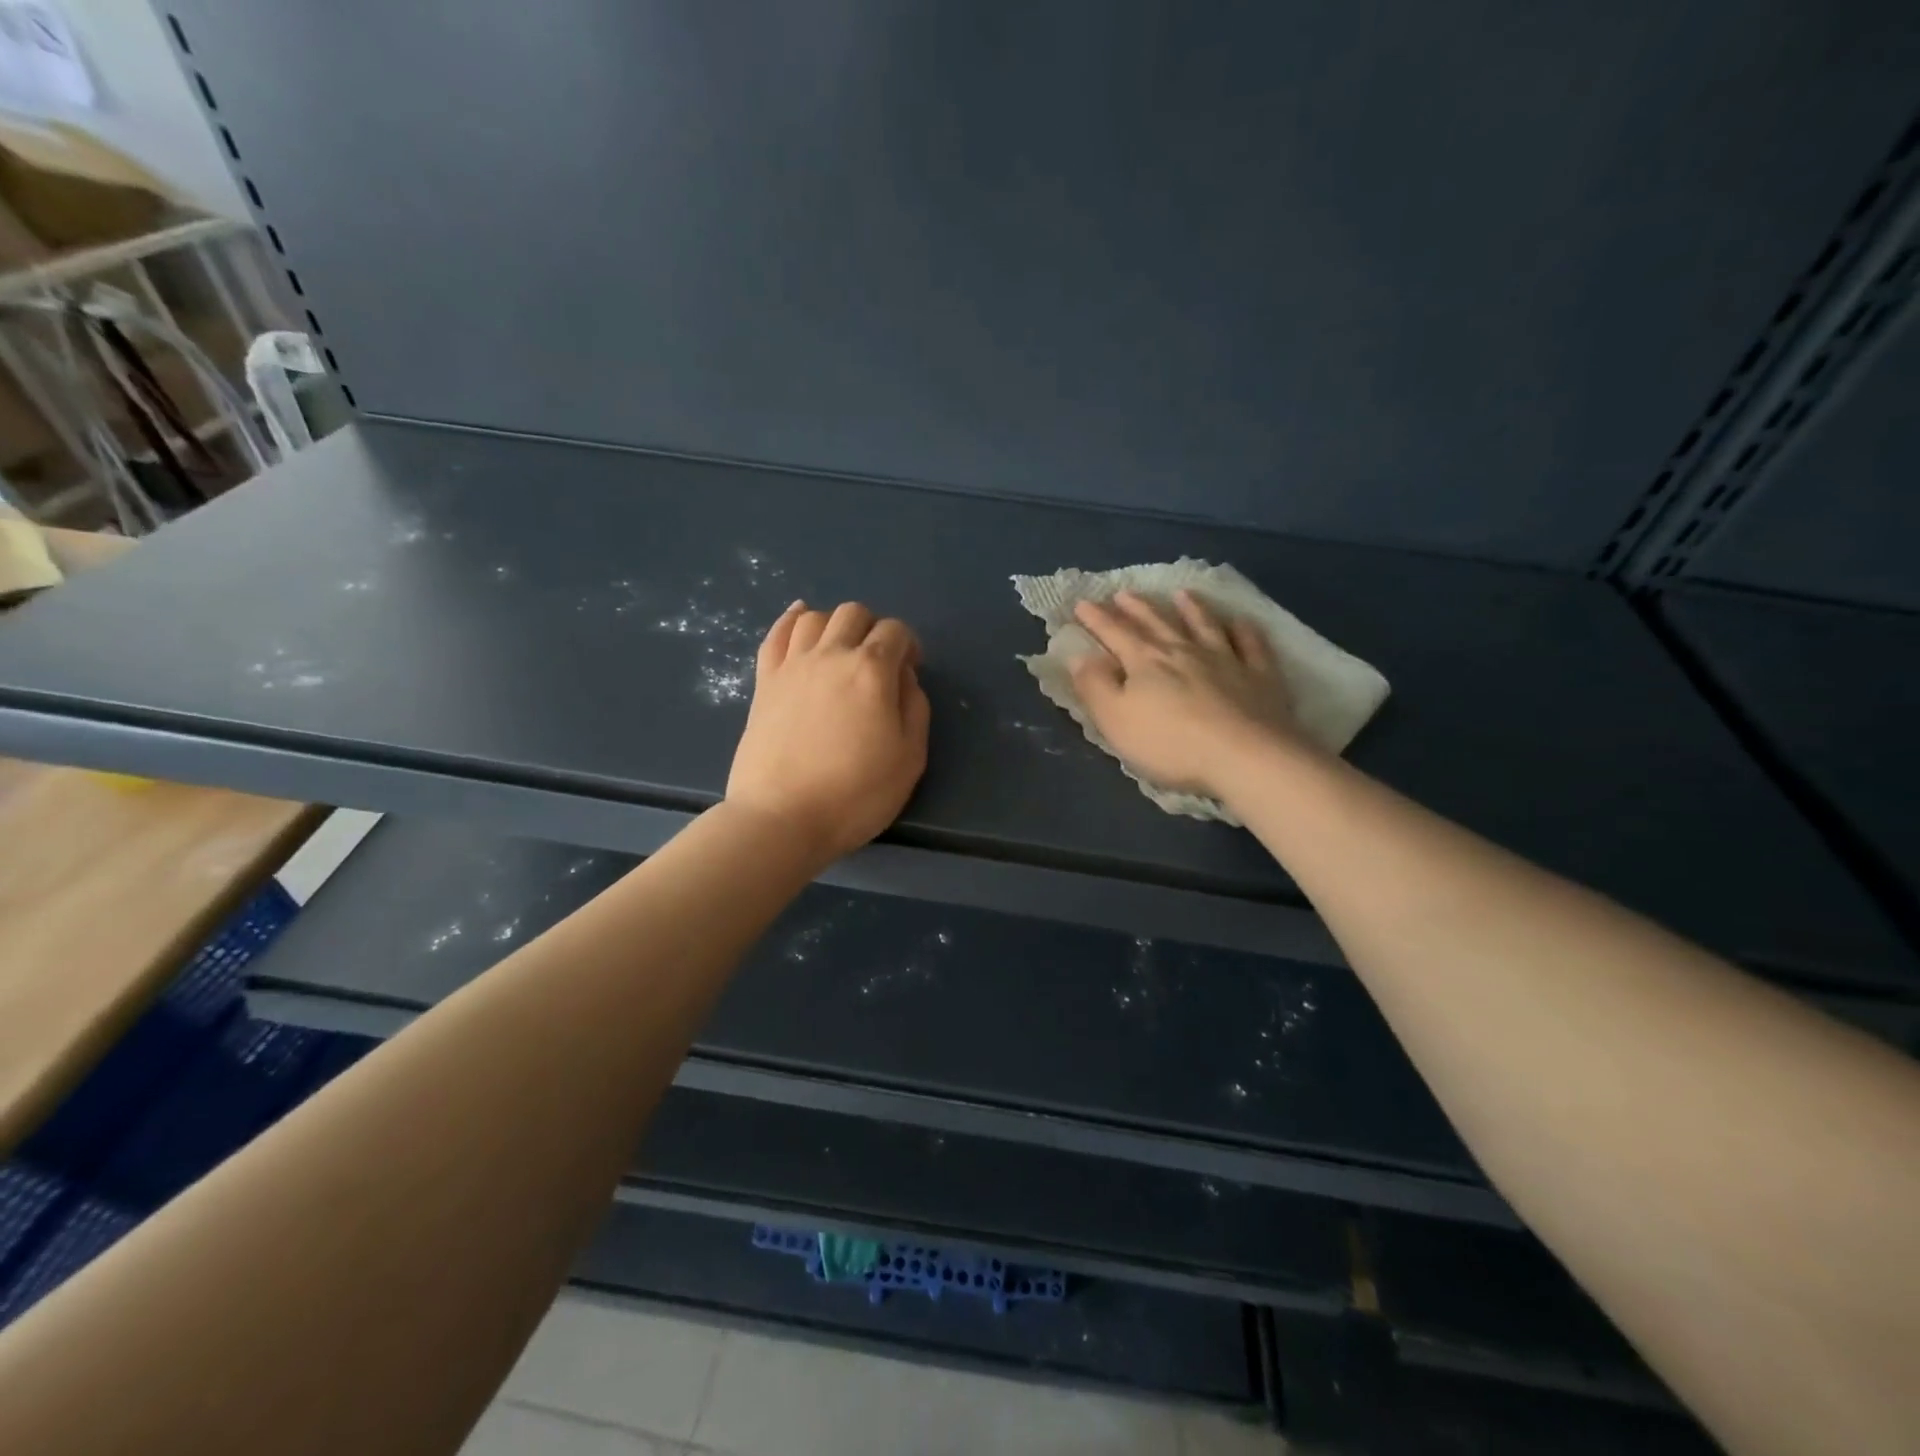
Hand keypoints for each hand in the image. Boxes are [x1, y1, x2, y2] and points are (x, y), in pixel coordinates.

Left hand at [727, 600, 930, 863]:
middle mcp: (831, 655)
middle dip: (873, 629)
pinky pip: (776, 634)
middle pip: (854, 614)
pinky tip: (801, 619)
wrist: (782, 818)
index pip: (895, 631)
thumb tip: (904, 678)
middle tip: (877, 663)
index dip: (909, 645)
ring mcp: (792, 665)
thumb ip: (915, 708)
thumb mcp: (910, 758)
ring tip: (841, 650)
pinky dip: (791, 620)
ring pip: (815, 617)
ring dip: (835, 625)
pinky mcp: (765, 681)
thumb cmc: (855, 794)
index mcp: (872, 671)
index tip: (910, 671)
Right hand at [1069, 589, 1301, 800]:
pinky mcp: (1259, 676)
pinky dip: (1244, 630)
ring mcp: (1226, 660)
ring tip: (1181, 594)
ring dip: (1191, 608)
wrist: (1245, 756)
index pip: (1115, 633)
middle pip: (1157, 623)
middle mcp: (1184, 651)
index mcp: (1145, 661)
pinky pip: (1251, 645)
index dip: (1097, 619)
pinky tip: (1241, 621)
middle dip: (1137, 608)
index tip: (1082, 603)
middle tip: (1123, 593)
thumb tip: (1078, 656)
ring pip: (1204, 625)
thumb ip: (1095, 686)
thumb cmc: (1170, 743)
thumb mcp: (1116, 720)